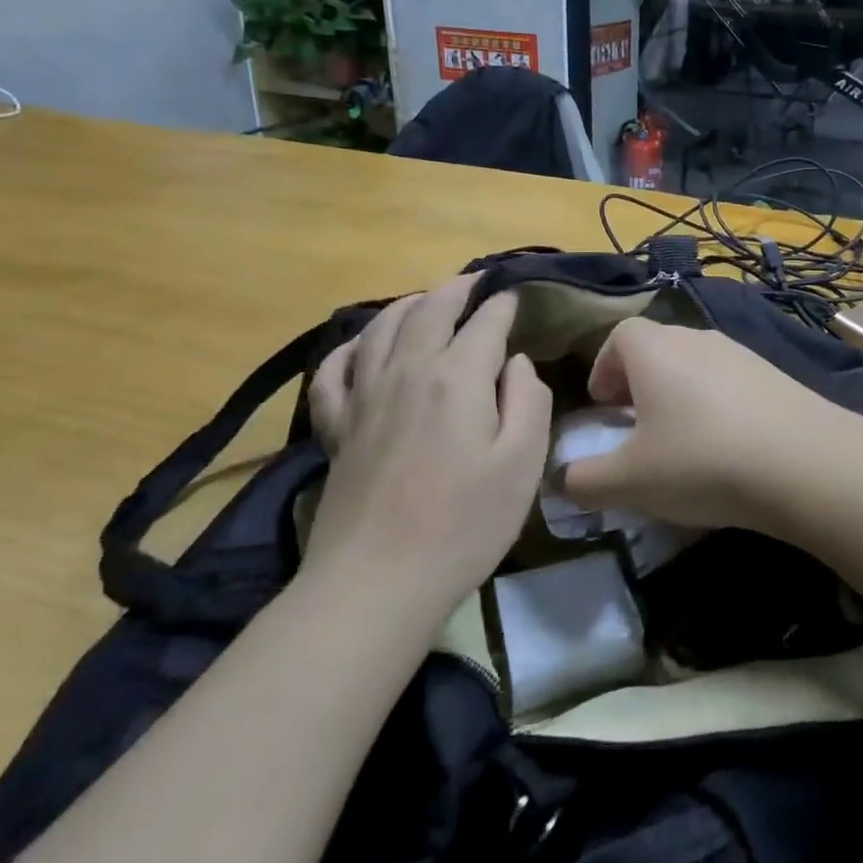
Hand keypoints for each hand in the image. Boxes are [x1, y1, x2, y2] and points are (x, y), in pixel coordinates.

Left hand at [301, 276, 552, 613]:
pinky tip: (362, 346)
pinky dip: (350, 347)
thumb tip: (515, 364)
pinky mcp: (336, 427)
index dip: (502, 305)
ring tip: (426, 300)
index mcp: (458, 378)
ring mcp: (364, 397)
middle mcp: (408, 372)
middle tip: (474, 281)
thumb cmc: (465, 523)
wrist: (378, 581)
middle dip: (455, 289)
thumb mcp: (523, 463)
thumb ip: (528, 401)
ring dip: (407, 305)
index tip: (514, 298)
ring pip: (381, 328)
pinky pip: (334, 370)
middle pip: (429, 311)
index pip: (484, 324)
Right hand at [562, 318, 862, 530]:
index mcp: (656, 350)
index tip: (603, 407)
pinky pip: (730, 381)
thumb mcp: (630, 481)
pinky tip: (726, 446)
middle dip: (639, 383)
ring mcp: (742, 353)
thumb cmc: (701, 461)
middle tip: (636, 428)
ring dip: (679, 394)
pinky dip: (716, 404)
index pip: (619, 336)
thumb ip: (585, 480)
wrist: (804, 462)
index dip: (604, 368)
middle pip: (658, 349)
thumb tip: (562, 479)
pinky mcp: (775, 374)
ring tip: (681, 441)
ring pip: (696, 365)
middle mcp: (698, 338)